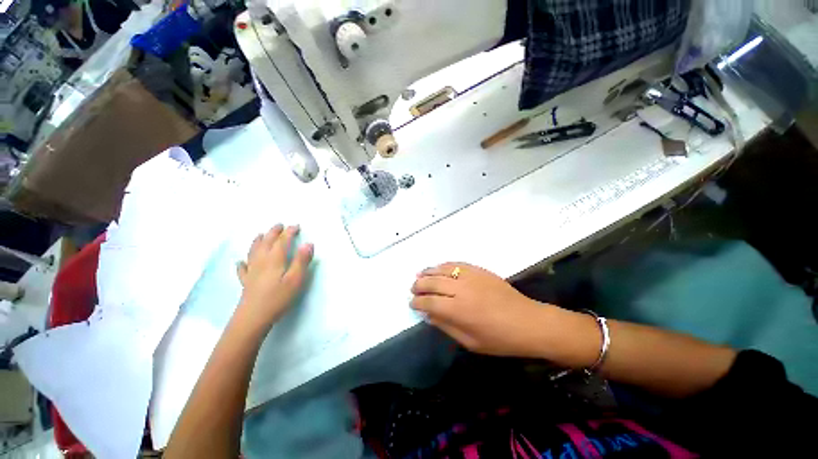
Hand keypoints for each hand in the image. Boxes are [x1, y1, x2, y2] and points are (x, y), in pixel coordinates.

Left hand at [235, 224, 313, 331]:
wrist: (253, 317)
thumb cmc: (278, 297)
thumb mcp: (296, 279)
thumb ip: (302, 261)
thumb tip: (308, 243)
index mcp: (275, 259)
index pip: (282, 241)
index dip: (289, 232)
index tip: (296, 226)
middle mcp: (261, 261)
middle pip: (266, 242)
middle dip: (274, 232)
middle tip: (280, 225)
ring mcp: (251, 271)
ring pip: (253, 251)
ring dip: (258, 241)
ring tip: (261, 235)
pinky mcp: (246, 281)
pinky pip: (242, 268)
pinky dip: (243, 262)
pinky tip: (241, 262)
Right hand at [411, 263, 554, 357]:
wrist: (528, 322)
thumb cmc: (500, 339)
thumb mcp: (470, 342)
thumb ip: (446, 326)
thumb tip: (428, 315)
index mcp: (458, 310)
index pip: (429, 302)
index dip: (417, 302)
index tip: (412, 303)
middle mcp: (461, 289)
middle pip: (432, 282)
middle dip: (419, 285)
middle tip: (413, 288)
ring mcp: (471, 276)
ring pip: (442, 269)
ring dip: (428, 271)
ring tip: (419, 274)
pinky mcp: (479, 270)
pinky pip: (457, 264)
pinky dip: (444, 265)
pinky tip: (439, 267)